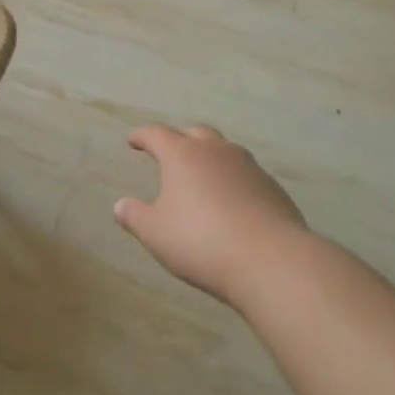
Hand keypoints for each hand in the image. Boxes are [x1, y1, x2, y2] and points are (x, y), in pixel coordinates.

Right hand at [114, 125, 311, 306]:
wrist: (271, 260)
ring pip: (225, 151)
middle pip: (196, 134)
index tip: (134, 141)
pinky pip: (247, 175)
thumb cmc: (200, 241)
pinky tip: (233, 204)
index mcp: (182, 155)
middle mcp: (217, 152)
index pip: (157, 134)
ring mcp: (249, 167)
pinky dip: (234, 182)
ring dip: (211, 159)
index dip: (143, 136)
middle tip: (171, 155)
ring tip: (203, 179)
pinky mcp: (273, 188)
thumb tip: (120, 205)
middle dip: (180, 140)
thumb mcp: (155, 233)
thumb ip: (135, 216)